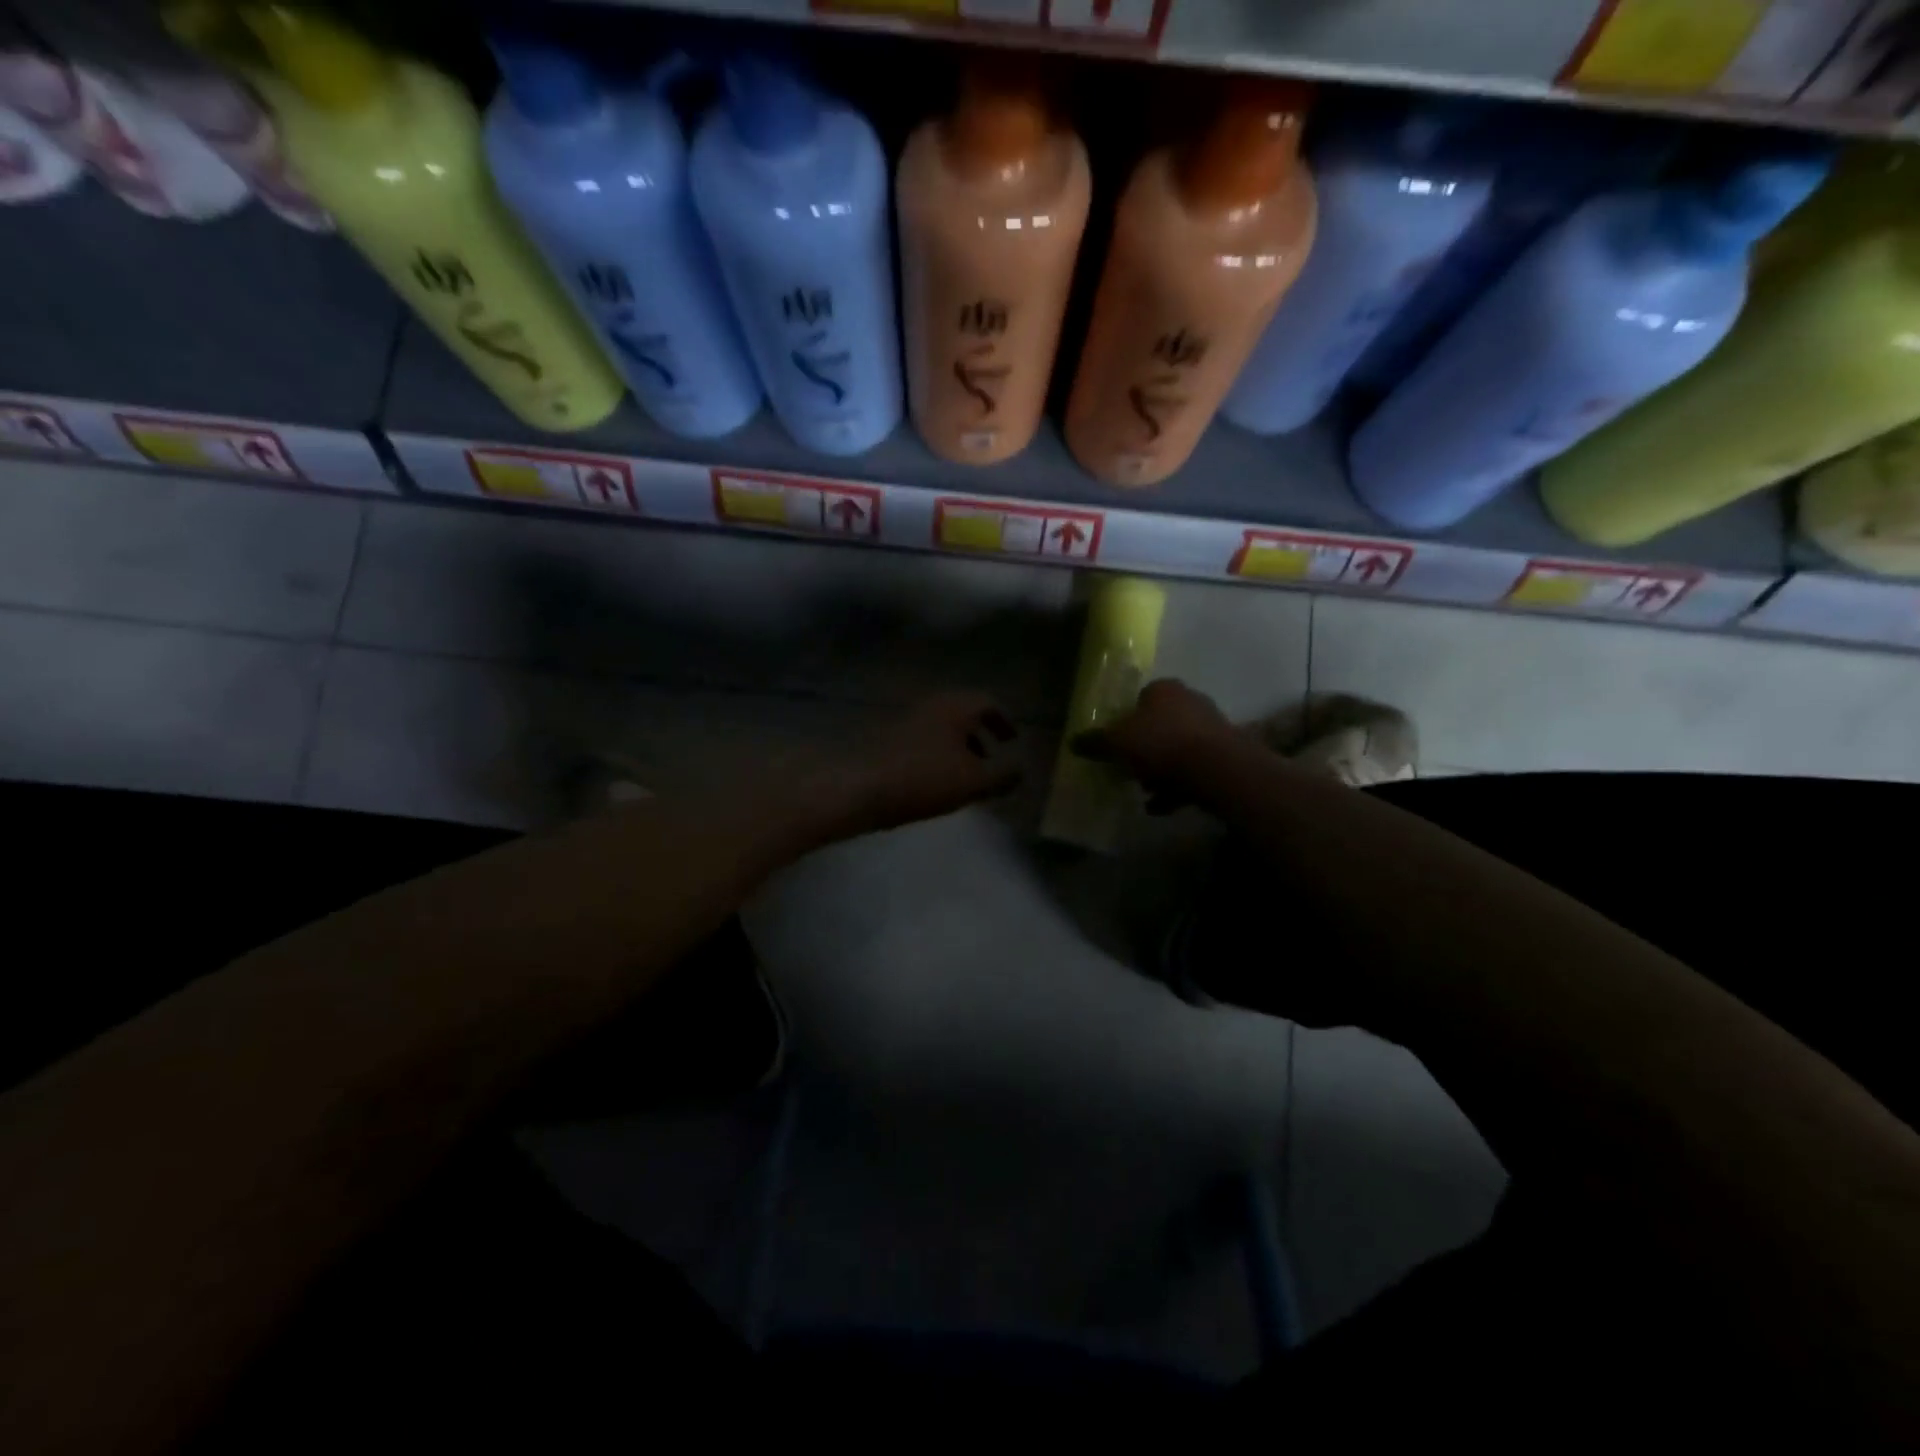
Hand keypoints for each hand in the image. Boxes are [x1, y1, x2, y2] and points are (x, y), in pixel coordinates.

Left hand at [812, 692, 1024, 836]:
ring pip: (941, 729)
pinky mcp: (886, 740)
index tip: (1013, 739)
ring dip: (959, 748)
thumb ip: (1003, 775)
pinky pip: (923, 742)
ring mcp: (906, 721)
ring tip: (967, 778)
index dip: (1004, 720)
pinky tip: (936, 784)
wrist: (857, 787)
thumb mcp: (973, 782)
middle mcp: (931, 706)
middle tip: (993, 759)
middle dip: (981, 735)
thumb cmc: (923, 779)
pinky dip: (938, 756)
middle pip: (963, 713)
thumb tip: (1023, 769)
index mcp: (955, 707)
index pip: (988, 702)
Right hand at [1073, 679, 1239, 810]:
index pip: (1141, 698)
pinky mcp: (1225, 754)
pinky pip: (1194, 770)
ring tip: (1145, 792)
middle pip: (1160, 725)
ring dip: (1161, 771)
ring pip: (1178, 749)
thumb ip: (1095, 742)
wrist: (1216, 768)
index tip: (1117, 743)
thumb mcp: (1117, 743)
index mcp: (1164, 690)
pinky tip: (1161, 807)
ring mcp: (1212, 728)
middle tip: (1129, 770)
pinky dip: (1177, 787)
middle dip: (1145, 749)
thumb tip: (1073, 742)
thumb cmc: (1161, 743)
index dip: (1126, 720)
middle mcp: (1190, 701)